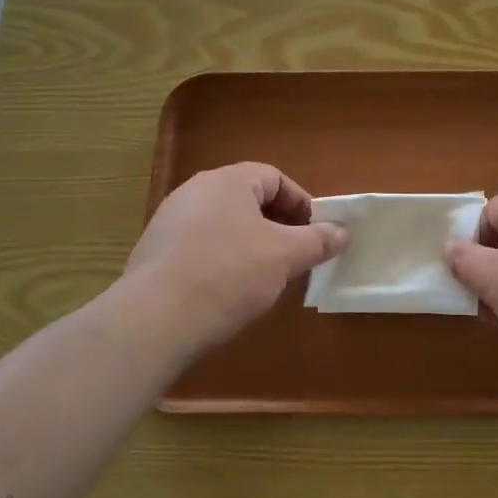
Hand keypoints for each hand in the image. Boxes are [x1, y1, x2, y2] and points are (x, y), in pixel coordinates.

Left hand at [123, 163, 346, 354]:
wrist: (155, 319)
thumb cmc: (229, 274)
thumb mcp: (285, 256)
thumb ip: (318, 240)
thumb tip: (343, 231)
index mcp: (228, 181)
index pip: (274, 178)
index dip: (301, 204)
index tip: (315, 234)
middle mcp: (195, 191)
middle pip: (248, 200)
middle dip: (277, 225)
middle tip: (295, 255)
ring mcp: (169, 221)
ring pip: (224, 224)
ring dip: (250, 244)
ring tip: (265, 276)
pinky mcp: (154, 252)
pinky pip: (200, 246)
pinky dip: (221, 260)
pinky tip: (228, 291)